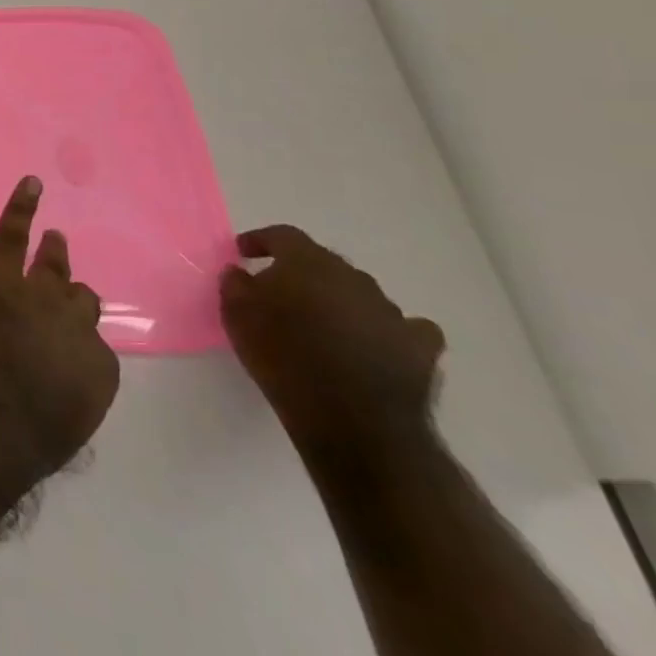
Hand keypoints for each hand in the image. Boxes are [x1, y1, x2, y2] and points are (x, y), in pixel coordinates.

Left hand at [0, 176, 120, 466]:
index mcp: (99, 369)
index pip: (93, 349)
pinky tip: (30, 184)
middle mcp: (78, 325)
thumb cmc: (27, 437)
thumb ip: (65, 398)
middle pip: (81, 303)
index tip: (61, 354)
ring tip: (54, 238)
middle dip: (72, 302)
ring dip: (54, 254)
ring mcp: (40, 296)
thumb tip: (52, 390)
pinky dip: (21, 207)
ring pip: (53, 267)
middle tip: (65, 296)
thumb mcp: (63, 426)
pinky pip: (13, 235)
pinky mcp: (3, 280)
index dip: (75, 348)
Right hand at [220, 225, 444, 455]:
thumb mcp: (236, 315)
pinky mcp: (420, 348)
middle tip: (280, 293)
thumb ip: (235, 284)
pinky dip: (387, 331)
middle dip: (301, 273)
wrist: (352, 419)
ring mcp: (392, 312)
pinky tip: (375, 343)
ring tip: (323, 327)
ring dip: (340, 302)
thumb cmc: (283, 357)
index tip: (243, 252)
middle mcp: (353, 278)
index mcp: (308, 263)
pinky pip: (405, 328)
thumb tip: (241, 272)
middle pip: (324, 263)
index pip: (283, 236)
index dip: (261, 241)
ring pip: (360, 294)